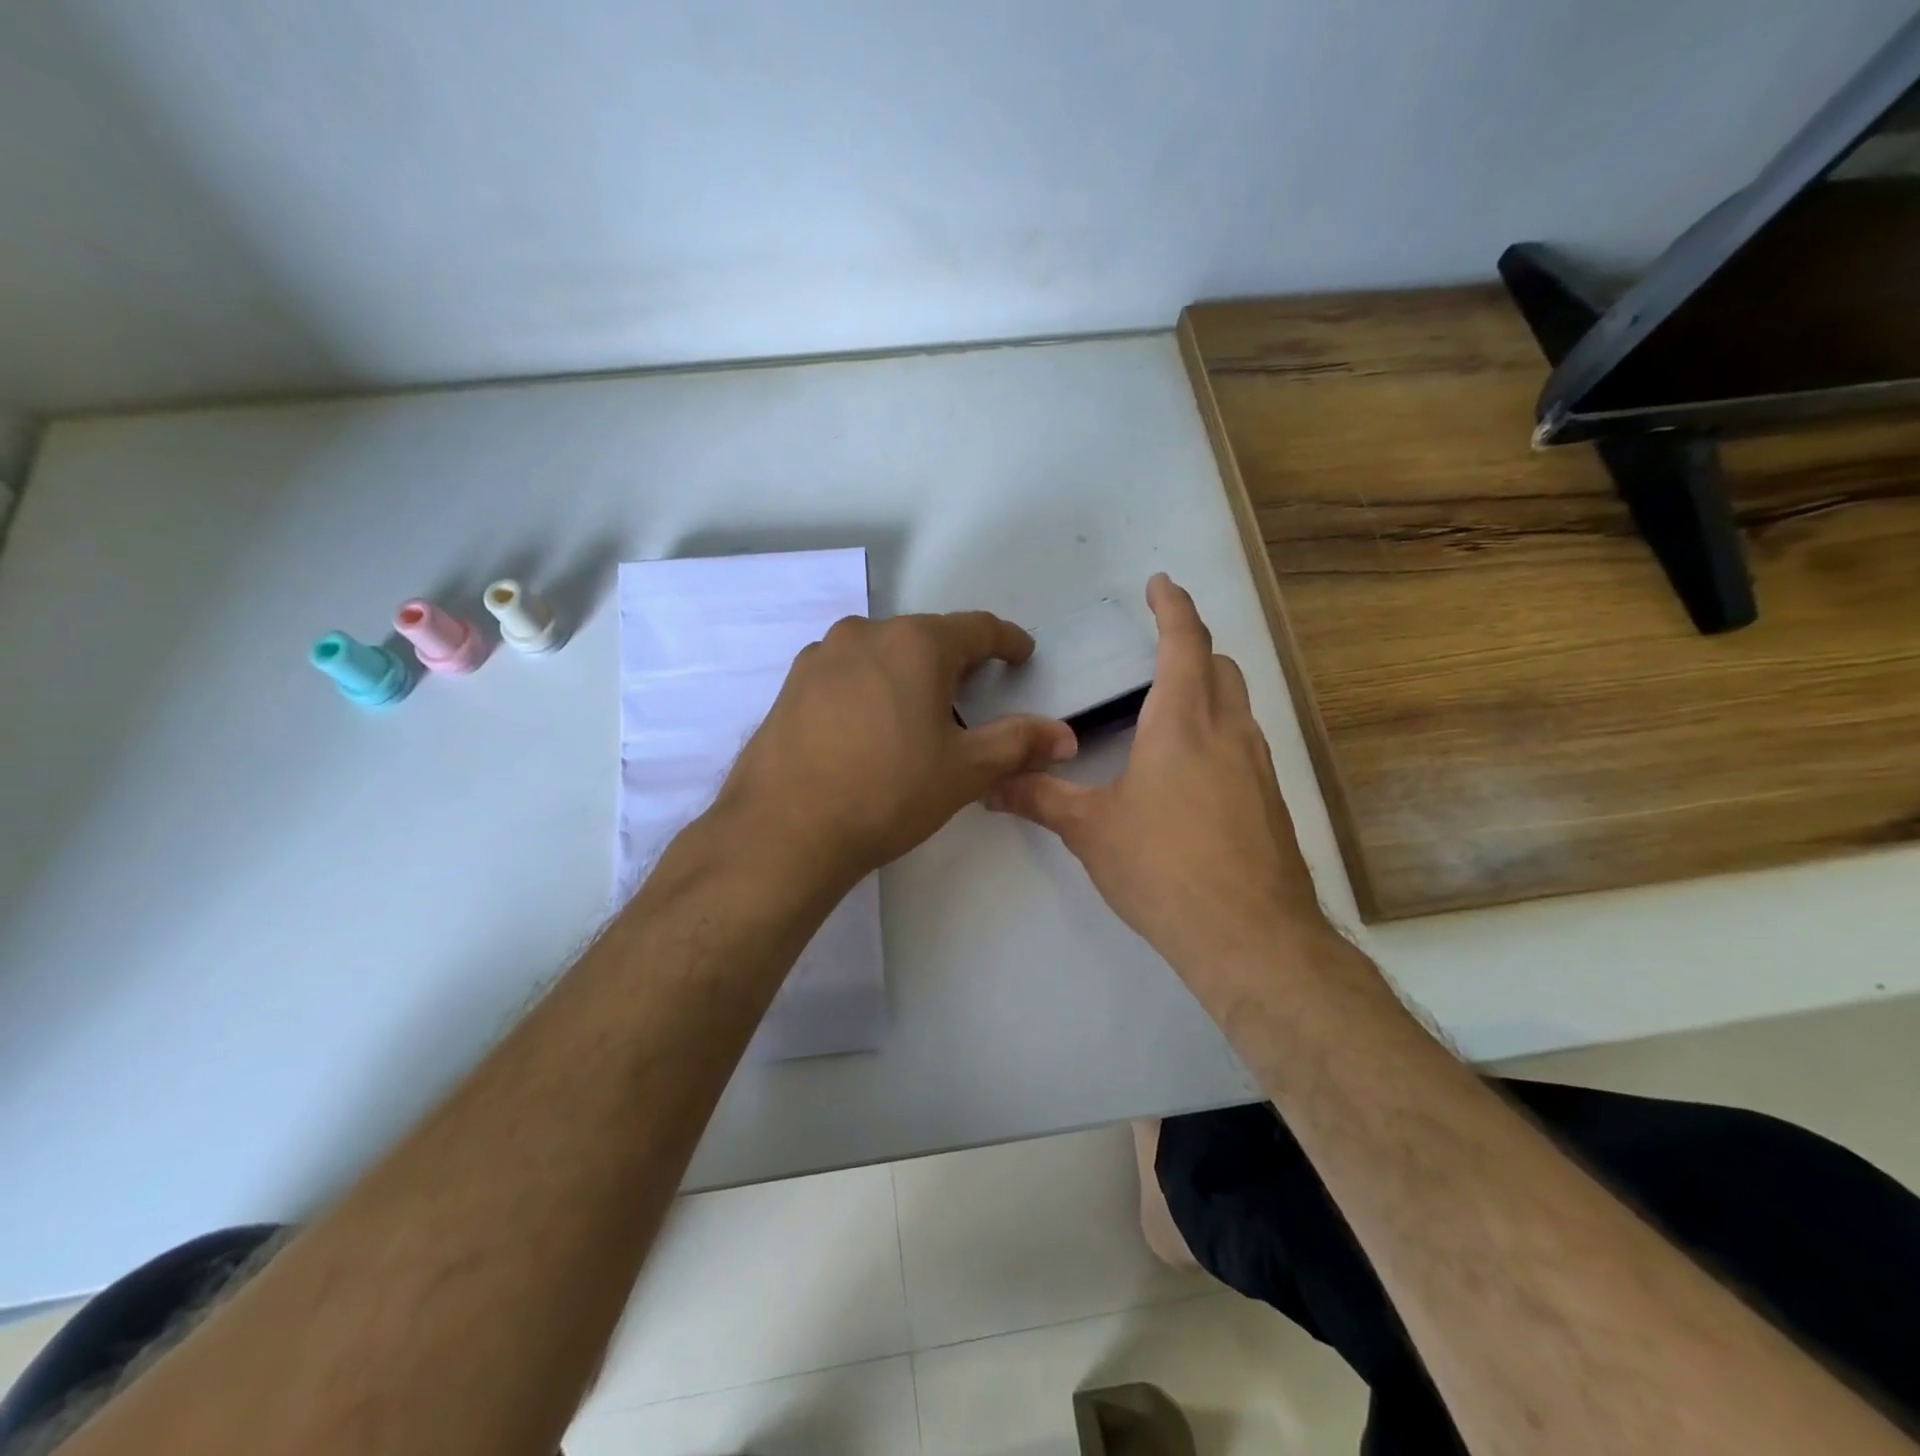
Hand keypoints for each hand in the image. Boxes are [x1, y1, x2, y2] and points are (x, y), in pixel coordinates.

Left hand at [717, 612, 1077, 889]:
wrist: (784, 830)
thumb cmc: (887, 792)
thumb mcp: (964, 771)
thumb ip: (1018, 743)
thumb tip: (1064, 735)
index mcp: (915, 644)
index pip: (977, 628)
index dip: (1006, 641)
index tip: (1021, 654)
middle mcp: (865, 634)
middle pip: (925, 638)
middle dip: (955, 661)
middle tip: (972, 693)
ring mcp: (821, 657)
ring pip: (881, 654)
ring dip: (907, 674)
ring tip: (917, 714)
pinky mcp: (791, 685)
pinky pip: (846, 674)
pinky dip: (869, 688)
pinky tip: (867, 728)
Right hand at [987, 575, 1327, 985]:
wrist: (1250, 936)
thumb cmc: (1164, 869)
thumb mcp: (1091, 831)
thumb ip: (1040, 799)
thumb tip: (990, 785)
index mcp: (1183, 723)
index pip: (1185, 643)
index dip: (1173, 607)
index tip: (1160, 584)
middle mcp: (1229, 731)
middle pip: (1220, 666)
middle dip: (1192, 646)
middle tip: (1158, 651)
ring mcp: (1258, 766)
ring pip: (1238, 703)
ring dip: (1209, 688)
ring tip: (1169, 708)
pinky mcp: (1270, 799)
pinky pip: (1245, 741)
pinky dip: (1220, 729)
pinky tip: (1191, 770)